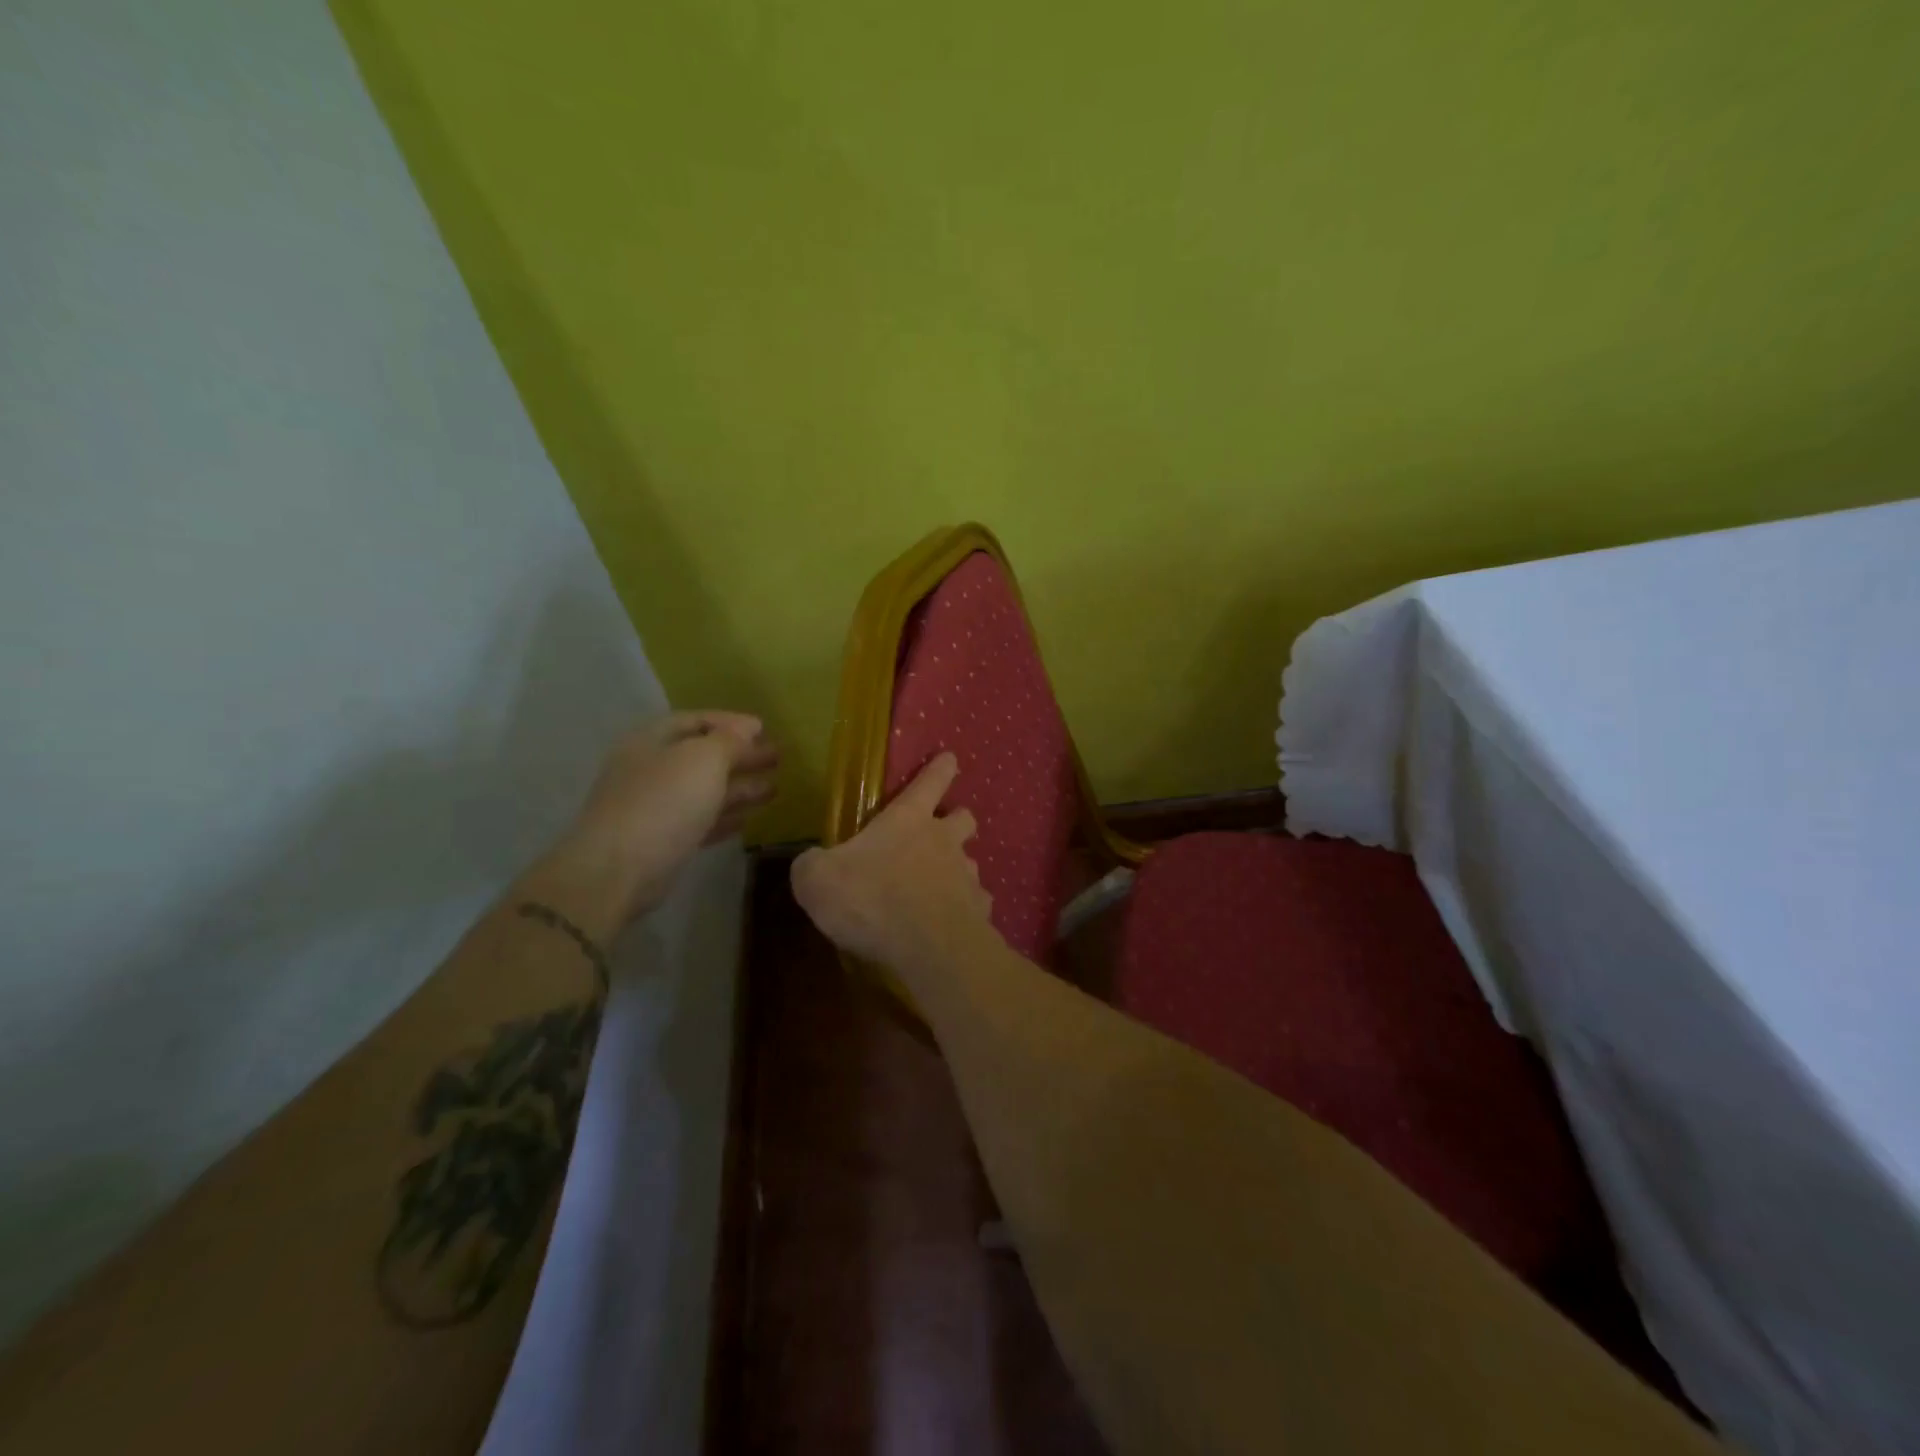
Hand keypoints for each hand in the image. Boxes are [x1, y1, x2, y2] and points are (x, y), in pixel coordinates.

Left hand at [545, 711, 778, 929]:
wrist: (619, 870)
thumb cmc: (664, 802)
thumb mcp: (704, 759)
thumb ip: (730, 740)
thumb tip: (748, 728)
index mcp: (652, 740)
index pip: (695, 720)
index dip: (731, 723)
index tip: (764, 729)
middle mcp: (650, 769)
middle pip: (702, 756)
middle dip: (741, 756)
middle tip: (778, 758)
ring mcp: (654, 806)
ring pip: (704, 790)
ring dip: (740, 788)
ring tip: (775, 789)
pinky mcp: (662, 841)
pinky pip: (699, 821)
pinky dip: (724, 816)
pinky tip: (748, 819)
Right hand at [790, 753, 993, 972]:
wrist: (927, 948)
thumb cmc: (871, 900)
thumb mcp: (817, 880)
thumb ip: (812, 866)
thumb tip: (811, 863)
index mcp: (908, 820)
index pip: (930, 781)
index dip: (940, 768)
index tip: (950, 758)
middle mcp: (944, 841)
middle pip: (964, 817)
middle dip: (957, 818)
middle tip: (943, 831)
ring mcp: (967, 876)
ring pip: (971, 862)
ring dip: (957, 869)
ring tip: (939, 888)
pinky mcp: (980, 912)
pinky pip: (975, 903)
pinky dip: (964, 910)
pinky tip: (950, 925)